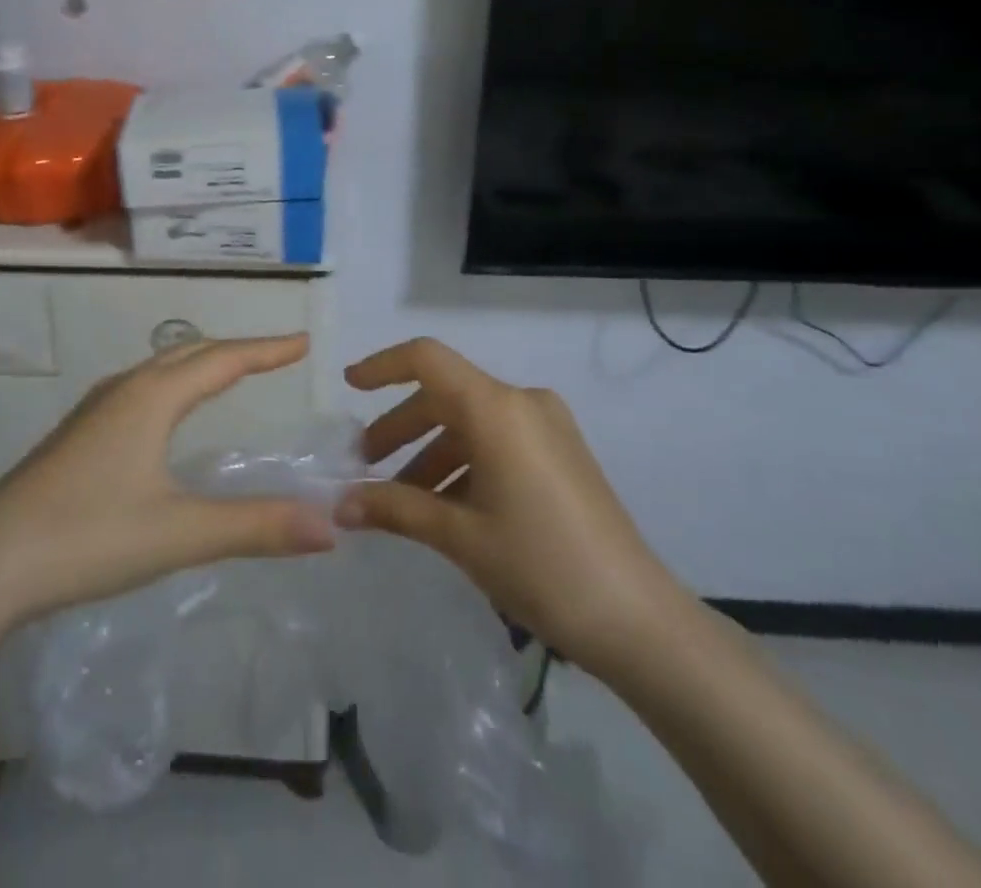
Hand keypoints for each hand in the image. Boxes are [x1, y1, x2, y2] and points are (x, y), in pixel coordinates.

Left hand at [0, 335, 333, 627]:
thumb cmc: (87, 538)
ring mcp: (94, 411)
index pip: (223, 360)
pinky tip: (167, 415)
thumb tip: (330, 525)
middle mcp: (124, 390)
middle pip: (190, 354)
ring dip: (201, 363)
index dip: (266, 350)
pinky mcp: (77, 436)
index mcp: (151, 398)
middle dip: (236, 350)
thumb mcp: (180, 533)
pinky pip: (140, 389)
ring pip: (159, 369)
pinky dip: (173, 384)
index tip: (303, 342)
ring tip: (230, 373)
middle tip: (276, 355)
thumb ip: (256, 526)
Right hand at [337, 338, 688, 678]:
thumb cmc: (541, 566)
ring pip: (470, 421)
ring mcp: (547, 426)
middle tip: (366, 465)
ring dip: (431, 452)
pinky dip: (464, 462)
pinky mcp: (561, 453)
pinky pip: (497, 440)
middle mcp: (523, 403)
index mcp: (498, 409)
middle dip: (401, 427)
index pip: (427, 359)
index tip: (349, 387)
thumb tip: (341, 505)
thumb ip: (395, 509)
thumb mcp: (460, 536)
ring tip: (403, 500)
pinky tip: (447, 507)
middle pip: (445, 395)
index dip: (383, 366)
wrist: (639, 621)